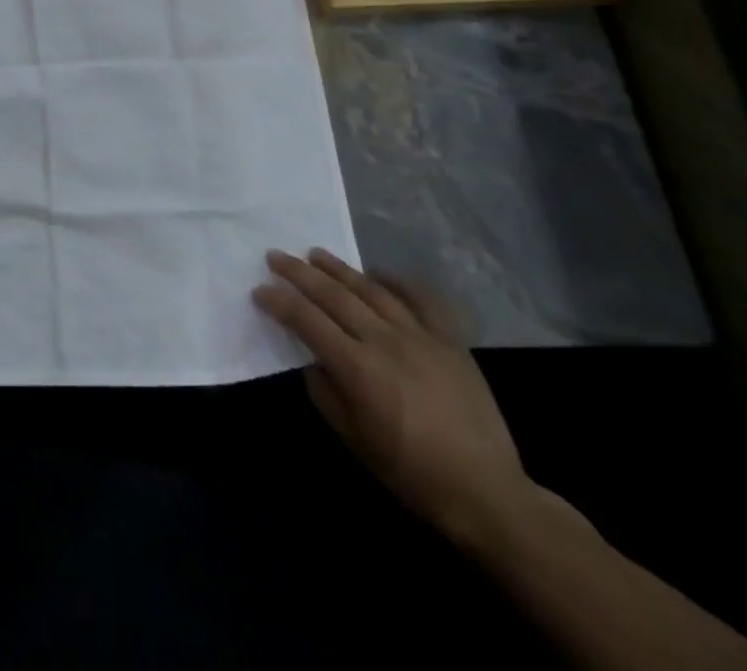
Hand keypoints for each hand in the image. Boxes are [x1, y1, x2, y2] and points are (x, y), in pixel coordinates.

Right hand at [254, 248, 530, 546]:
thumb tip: (313, 360)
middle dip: (299, 273)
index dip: (279, 302)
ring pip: (371, 289)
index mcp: (358, 368)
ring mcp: (420, 336)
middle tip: (276, 256)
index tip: (260, 290)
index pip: (306, 320)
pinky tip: (377, 274)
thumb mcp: (353, 439)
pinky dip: (397, 281)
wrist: (486, 492)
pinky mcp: (450, 341)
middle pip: (334, 295)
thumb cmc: (410, 472)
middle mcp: (385, 341)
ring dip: (339, 269)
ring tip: (316, 254)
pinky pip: (421, 299)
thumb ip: (325, 392)